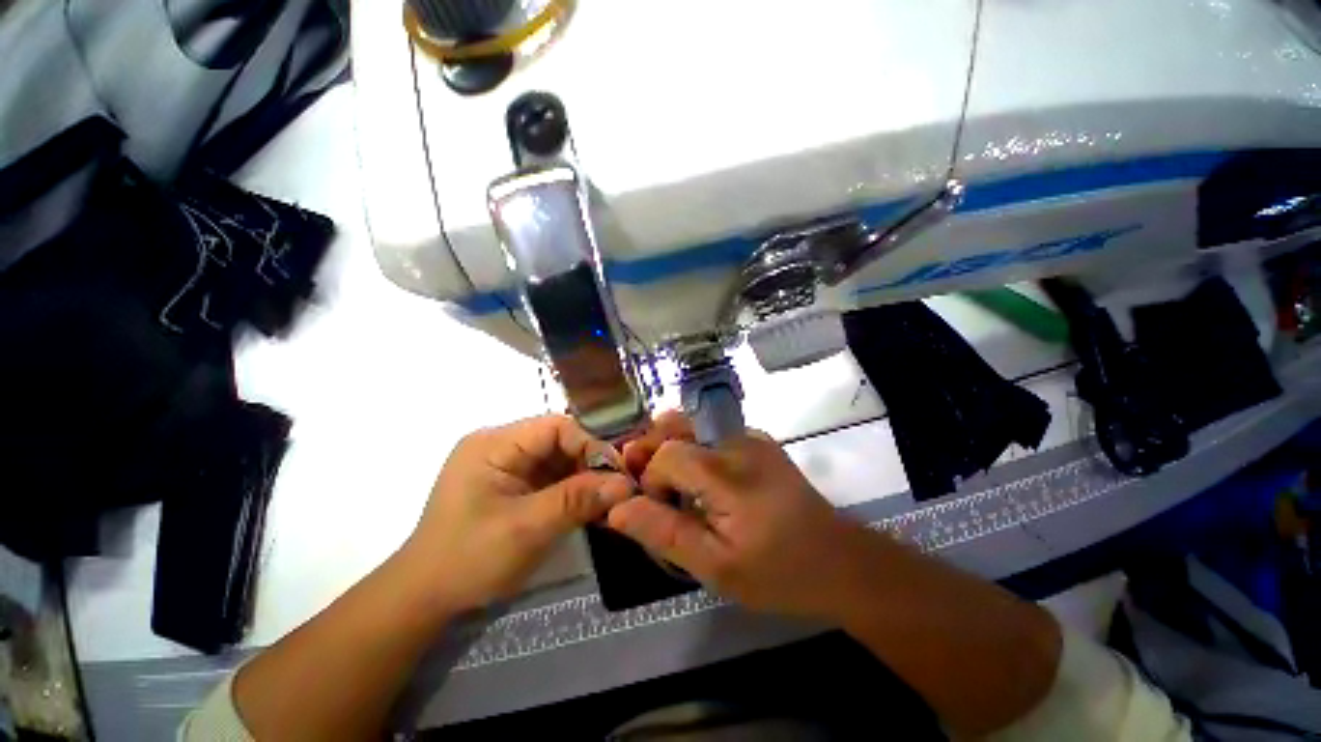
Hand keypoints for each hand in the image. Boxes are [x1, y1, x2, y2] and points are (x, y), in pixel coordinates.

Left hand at [397, 415, 633, 615]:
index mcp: (495, 444)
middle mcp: (500, 445)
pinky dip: (571, 490)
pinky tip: (587, 507)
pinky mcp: (511, 484)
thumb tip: (626, 483)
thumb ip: (577, 500)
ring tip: (605, 501)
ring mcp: (505, 465)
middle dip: (589, 464)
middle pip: (559, 441)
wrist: (424, 599)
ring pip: (558, 460)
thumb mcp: (527, 529)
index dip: (590, 445)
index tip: (616, 475)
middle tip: (615, 490)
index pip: (556, 426)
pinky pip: (550, 477)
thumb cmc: (469, 559)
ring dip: (583, 479)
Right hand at [609, 414, 887, 622]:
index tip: (657, 511)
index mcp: (725, 471)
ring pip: (692, 425)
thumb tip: (616, 509)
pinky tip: (700, 480)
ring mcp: (751, 436)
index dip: (650, 480)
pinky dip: (694, 449)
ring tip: (670, 483)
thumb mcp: (715, 567)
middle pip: (675, 427)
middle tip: (651, 488)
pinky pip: (712, 433)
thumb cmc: (778, 572)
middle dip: (653, 452)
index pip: (665, 454)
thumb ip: (664, 533)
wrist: (840, 562)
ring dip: (671, 448)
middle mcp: (736, 441)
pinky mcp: (759, 441)